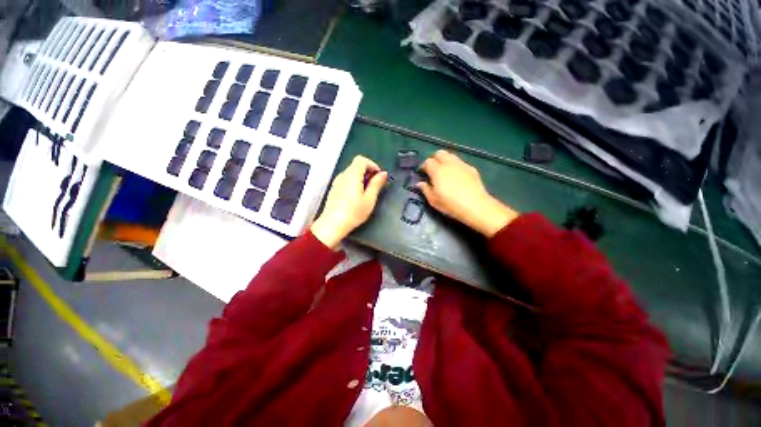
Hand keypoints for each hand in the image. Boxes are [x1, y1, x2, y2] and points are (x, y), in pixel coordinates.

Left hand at [311, 156, 387, 248]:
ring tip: (367, 193)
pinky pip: (346, 180)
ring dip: (361, 178)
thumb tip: (383, 173)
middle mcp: (343, 175)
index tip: (378, 177)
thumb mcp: (369, 199)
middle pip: (356, 165)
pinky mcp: (334, 189)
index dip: (372, 165)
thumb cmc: (353, 213)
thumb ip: (376, 184)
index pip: (362, 160)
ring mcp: (337, 182)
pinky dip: (354, 182)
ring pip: (351, 173)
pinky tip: (356, 196)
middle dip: (368, 172)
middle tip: (375, 186)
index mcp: (352, 175)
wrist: (332, 225)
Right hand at [417, 150, 517, 237]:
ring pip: (450, 155)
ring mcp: (461, 164)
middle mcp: (449, 164)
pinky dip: (454, 165)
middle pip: (439, 153)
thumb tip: (419, 183)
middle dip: (433, 158)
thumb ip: (425, 189)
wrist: (476, 206)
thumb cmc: (451, 205)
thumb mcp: (433, 200)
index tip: (422, 173)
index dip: (423, 166)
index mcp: (438, 171)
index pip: (427, 162)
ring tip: (443, 170)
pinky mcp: (471, 168)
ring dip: (444, 160)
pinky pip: (459, 162)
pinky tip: (456, 175)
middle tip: (432, 169)